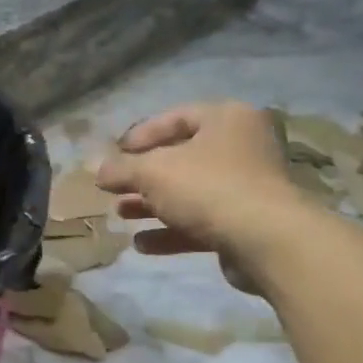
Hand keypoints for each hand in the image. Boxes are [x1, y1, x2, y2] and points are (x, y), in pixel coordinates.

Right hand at [95, 101, 301, 293]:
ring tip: (121, 214)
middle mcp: (241, 147)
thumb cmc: (207, 188)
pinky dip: (171, 231)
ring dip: (152, 205)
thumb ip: (121, 169)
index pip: (176, 117)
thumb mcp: (153, 172)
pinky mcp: (246, 224)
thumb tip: (96, 170)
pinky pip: (201, 222)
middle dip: (143, 176)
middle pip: (182, 158)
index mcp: (226, 119)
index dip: (141, 135)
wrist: (266, 240)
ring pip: (190, 192)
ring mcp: (246, 187)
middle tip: (115, 188)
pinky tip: (142, 244)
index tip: (115, 153)